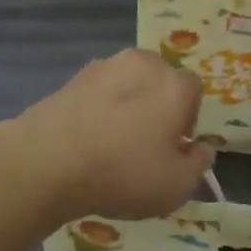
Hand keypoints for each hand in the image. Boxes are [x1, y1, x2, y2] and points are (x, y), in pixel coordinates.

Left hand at [0, 50, 212, 224]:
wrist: (48, 160)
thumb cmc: (124, 172)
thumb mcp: (176, 185)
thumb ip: (198, 164)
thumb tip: (201, 148)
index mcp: (174, 84)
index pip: (194, 90)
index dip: (188, 118)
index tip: (175, 146)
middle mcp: (142, 64)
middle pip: (159, 80)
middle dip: (157, 104)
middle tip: (145, 142)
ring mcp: (103, 67)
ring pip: (126, 84)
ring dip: (126, 104)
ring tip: (112, 142)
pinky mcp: (71, 78)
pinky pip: (97, 93)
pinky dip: (98, 109)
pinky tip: (87, 139)